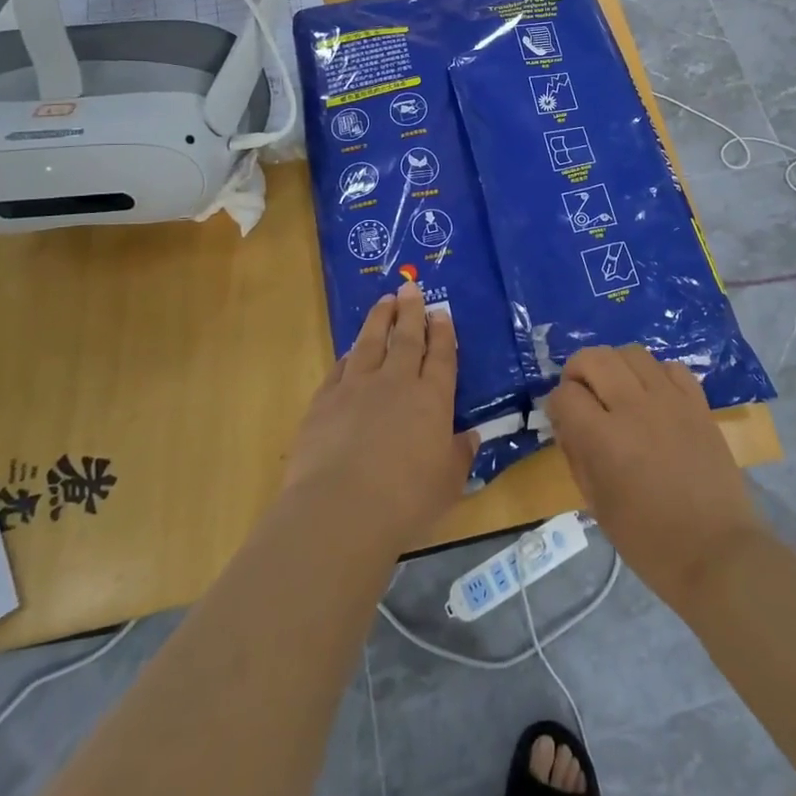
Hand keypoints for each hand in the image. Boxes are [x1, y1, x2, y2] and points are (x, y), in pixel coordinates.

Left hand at [283, 282, 477, 552]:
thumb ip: (459, 455)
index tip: (441, 312)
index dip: (442, 332)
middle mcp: (397, 383)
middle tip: (410, 287)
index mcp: (432, 399)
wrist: (340, 509)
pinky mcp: (325, 401)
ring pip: (371, 342)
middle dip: (411, 311)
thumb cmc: (405, 501)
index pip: (441, 356)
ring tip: (384, 301)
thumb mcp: (448, 483)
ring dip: (379, 319)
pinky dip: (349, 355)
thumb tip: (470, 437)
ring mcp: (357, 388)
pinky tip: (351, 350)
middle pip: (406, 338)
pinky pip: (340, 368)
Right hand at [545, 346, 762, 606]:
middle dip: (578, 370)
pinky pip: (670, 367)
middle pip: (595, 358)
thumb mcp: (597, 505)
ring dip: (615, 366)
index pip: (565, 394)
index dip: (557, 403)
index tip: (562, 417)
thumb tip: (566, 422)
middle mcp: (634, 407)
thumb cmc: (649, 541)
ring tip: (617, 390)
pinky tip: (653, 397)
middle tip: (581, 393)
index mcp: (604, 439)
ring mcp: (670, 400)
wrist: (716, 552)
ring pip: (632, 353)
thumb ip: (576, 455)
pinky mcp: (698, 402)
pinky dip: (655, 374)